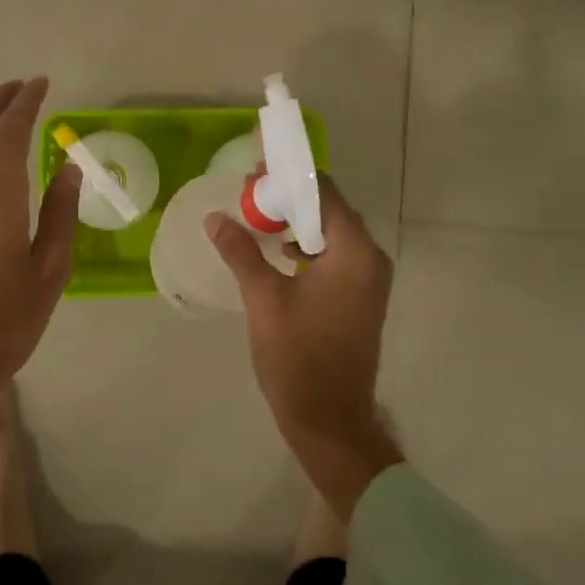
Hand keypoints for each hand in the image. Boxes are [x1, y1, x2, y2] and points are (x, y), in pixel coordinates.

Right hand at [209, 175, 403, 517]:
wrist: (330, 422)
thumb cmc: (298, 358)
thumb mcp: (263, 299)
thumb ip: (241, 251)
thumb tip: (215, 217)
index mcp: (353, 252)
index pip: (323, 191)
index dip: (289, 173)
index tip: (256, 163)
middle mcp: (369, 257)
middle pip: (328, 208)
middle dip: (288, 195)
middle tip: (247, 189)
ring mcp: (368, 278)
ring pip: (330, 231)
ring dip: (294, 220)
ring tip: (255, 215)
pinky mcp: (360, 295)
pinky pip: (333, 254)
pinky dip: (305, 244)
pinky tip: (275, 250)